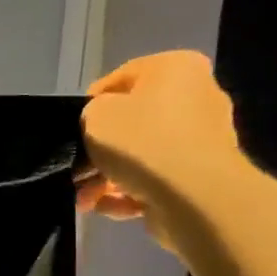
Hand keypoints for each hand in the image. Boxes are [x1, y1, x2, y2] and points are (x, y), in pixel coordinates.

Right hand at [75, 51, 247, 246]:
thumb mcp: (94, 115)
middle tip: (76, 170)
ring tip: (84, 199)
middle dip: (101, 150)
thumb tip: (101, 128)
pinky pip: (157, 180)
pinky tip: (105, 207)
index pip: (122, 78)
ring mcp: (203, 139)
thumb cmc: (141, 140)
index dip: (90, 104)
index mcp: (177, 68)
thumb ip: (91, 115)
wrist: (192, 193)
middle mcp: (198, 97)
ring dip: (109, 177)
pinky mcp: (202, 176)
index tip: (73, 129)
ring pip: (143, 156)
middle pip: (134, 122)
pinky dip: (130, 194)